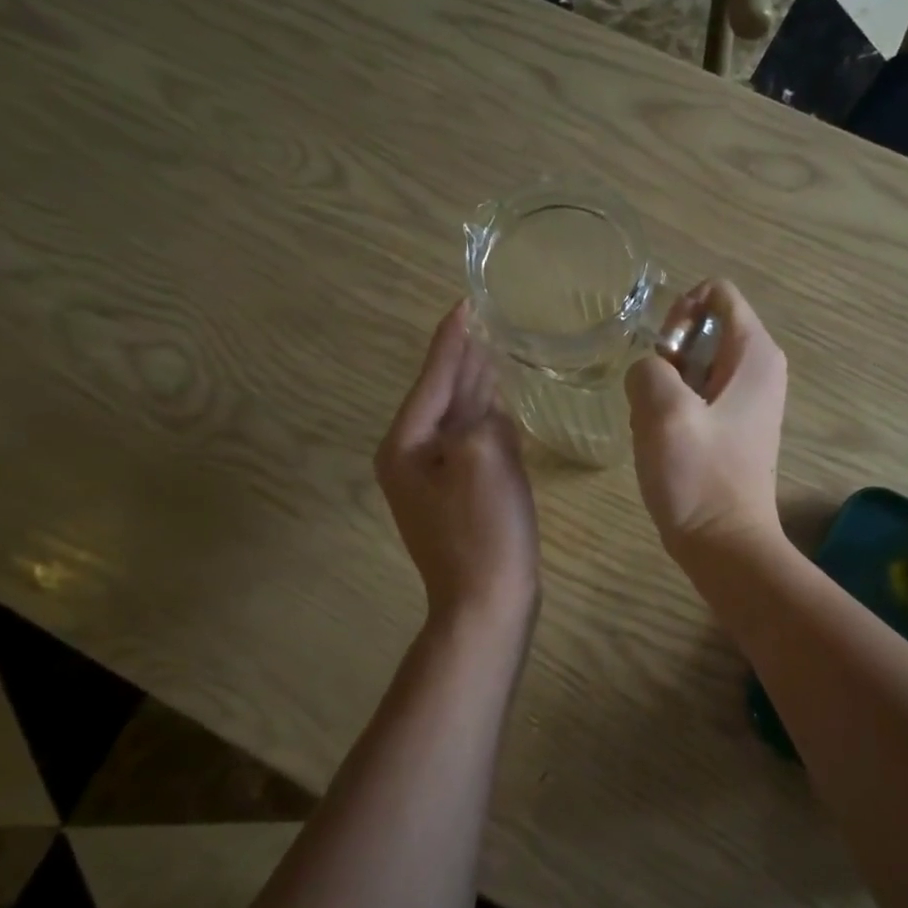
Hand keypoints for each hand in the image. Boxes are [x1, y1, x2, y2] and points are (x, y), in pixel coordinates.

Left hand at [377, 304, 538, 626]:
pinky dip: (487, 423)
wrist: (486, 605)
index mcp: (407, 445)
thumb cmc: (483, 530)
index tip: (465, 303)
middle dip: (462, 360)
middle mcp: (412, 459)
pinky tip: (501, 408)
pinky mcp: (461, 500)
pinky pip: (473, 448)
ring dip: (475, 389)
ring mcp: (435, 483)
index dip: (452, 340)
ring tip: (493, 353)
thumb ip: (483, 419)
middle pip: (442, 397)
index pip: (433, 378)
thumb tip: (488, 412)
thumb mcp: (483, 458)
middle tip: (482, 322)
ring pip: (458, 422)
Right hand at [626, 279, 787, 564]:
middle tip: (654, 397)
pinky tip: (665, 442)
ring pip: (693, 366)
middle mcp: (760, 369)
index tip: (662, 355)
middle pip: (704, 329)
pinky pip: (696, 396)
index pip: (717, 293)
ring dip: (665, 387)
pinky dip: (673, 409)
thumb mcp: (663, 412)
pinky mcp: (734, 427)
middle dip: (668, 356)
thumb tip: (649, 372)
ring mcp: (748, 400)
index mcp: (755, 354)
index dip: (680, 312)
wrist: (725, 544)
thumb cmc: (699, 477)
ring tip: (657, 426)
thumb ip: (648, 369)